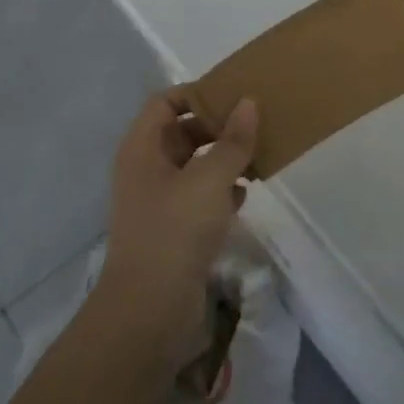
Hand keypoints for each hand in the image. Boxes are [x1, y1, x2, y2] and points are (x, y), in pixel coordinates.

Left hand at [96, 90, 257, 365]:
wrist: (149, 310)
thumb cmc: (175, 231)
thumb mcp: (210, 179)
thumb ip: (233, 141)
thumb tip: (248, 103)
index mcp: (143, 148)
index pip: (165, 102)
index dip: (196, 93)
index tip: (233, 95)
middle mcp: (146, 169)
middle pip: (182, 132)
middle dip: (217, 127)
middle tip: (255, 123)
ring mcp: (158, 202)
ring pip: (194, 166)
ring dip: (224, 159)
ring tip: (260, 154)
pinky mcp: (173, 230)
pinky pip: (200, 197)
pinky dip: (222, 190)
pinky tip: (248, 193)